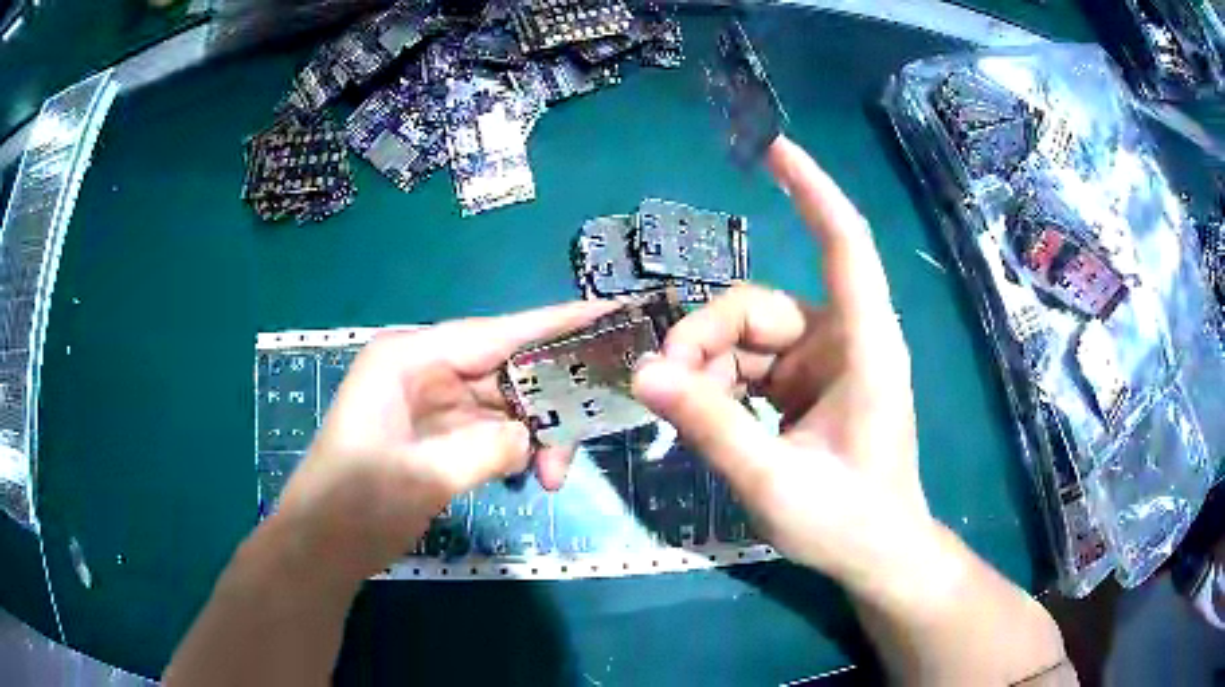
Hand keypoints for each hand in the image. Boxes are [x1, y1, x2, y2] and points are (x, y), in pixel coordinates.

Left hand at [270, 301, 614, 584]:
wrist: (322, 547)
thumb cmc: (355, 504)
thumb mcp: (422, 476)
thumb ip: (487, 449)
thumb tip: (532, 438)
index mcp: (409, 358)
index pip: (494, 333)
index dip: (554, 323)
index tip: (607, 313)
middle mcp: (422, 369)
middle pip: (505, 371)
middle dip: (548, 404)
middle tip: (585, 439)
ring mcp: (430, 402)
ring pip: (503, 406)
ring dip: (535, 437)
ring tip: (553, 479)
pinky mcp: (436, 433)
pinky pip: (490, 431)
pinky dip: (516, 451)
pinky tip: (531, 476)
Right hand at [632, 136, 930, 595]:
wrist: (878, 555)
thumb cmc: (848, 521)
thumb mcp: (776, 482)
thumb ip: (712, 427)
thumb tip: (643, 375)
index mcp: (864, 347)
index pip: (845, 244)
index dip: (811, 188)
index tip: (771, 147)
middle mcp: (845, 341)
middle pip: (761, 307)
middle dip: (704, 338)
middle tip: (660, 384)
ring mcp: (823, 363)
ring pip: (747, 337)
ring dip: (705, 366)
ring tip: (675, 407)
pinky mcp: (806, 386)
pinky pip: (750, 365)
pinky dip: (718, 383)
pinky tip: (698, 412)